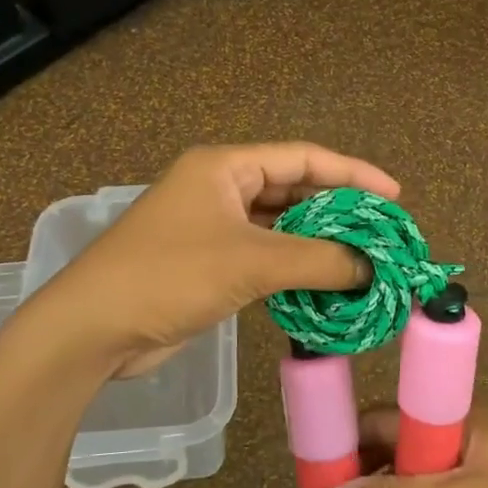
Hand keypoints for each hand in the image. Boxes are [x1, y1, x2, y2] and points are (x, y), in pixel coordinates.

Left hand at [25, 143, 399, 376]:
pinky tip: (325, 282)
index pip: (302, 158)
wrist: (93, 329)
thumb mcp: (251, 262)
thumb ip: (318, 261)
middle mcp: (220, 188)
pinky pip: (264, 255)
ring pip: (279, 226)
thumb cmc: (170, 276)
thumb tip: (372, 268)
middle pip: (293, 190)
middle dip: (338, 211)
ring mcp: (212, 226)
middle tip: (382, 234)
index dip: (352, 174)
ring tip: (363, 259)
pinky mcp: (208, 263)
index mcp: (225, 166)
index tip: (394, 196)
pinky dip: (294, 267)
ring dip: (317, 243)